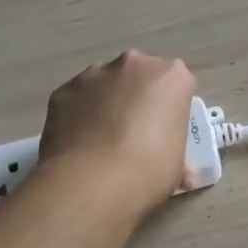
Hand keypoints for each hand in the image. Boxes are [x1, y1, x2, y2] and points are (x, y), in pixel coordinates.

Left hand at [37, 50, 196, 220]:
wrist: (91, 183)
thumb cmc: (149, 171)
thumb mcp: (177, 166)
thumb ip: (176, 155)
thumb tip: (184, 174)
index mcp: (171, 75)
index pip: (176, 84)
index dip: (169, 108)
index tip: (164, 131)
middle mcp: (134, 63)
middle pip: (139, 75)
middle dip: (136, 96)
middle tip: (133, 133)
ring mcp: (94, 74)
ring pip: (104, 83)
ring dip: (105, 102)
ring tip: (100, 141)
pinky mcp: (63, 90)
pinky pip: (76, 99)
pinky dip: (78, 114)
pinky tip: (77, 144)